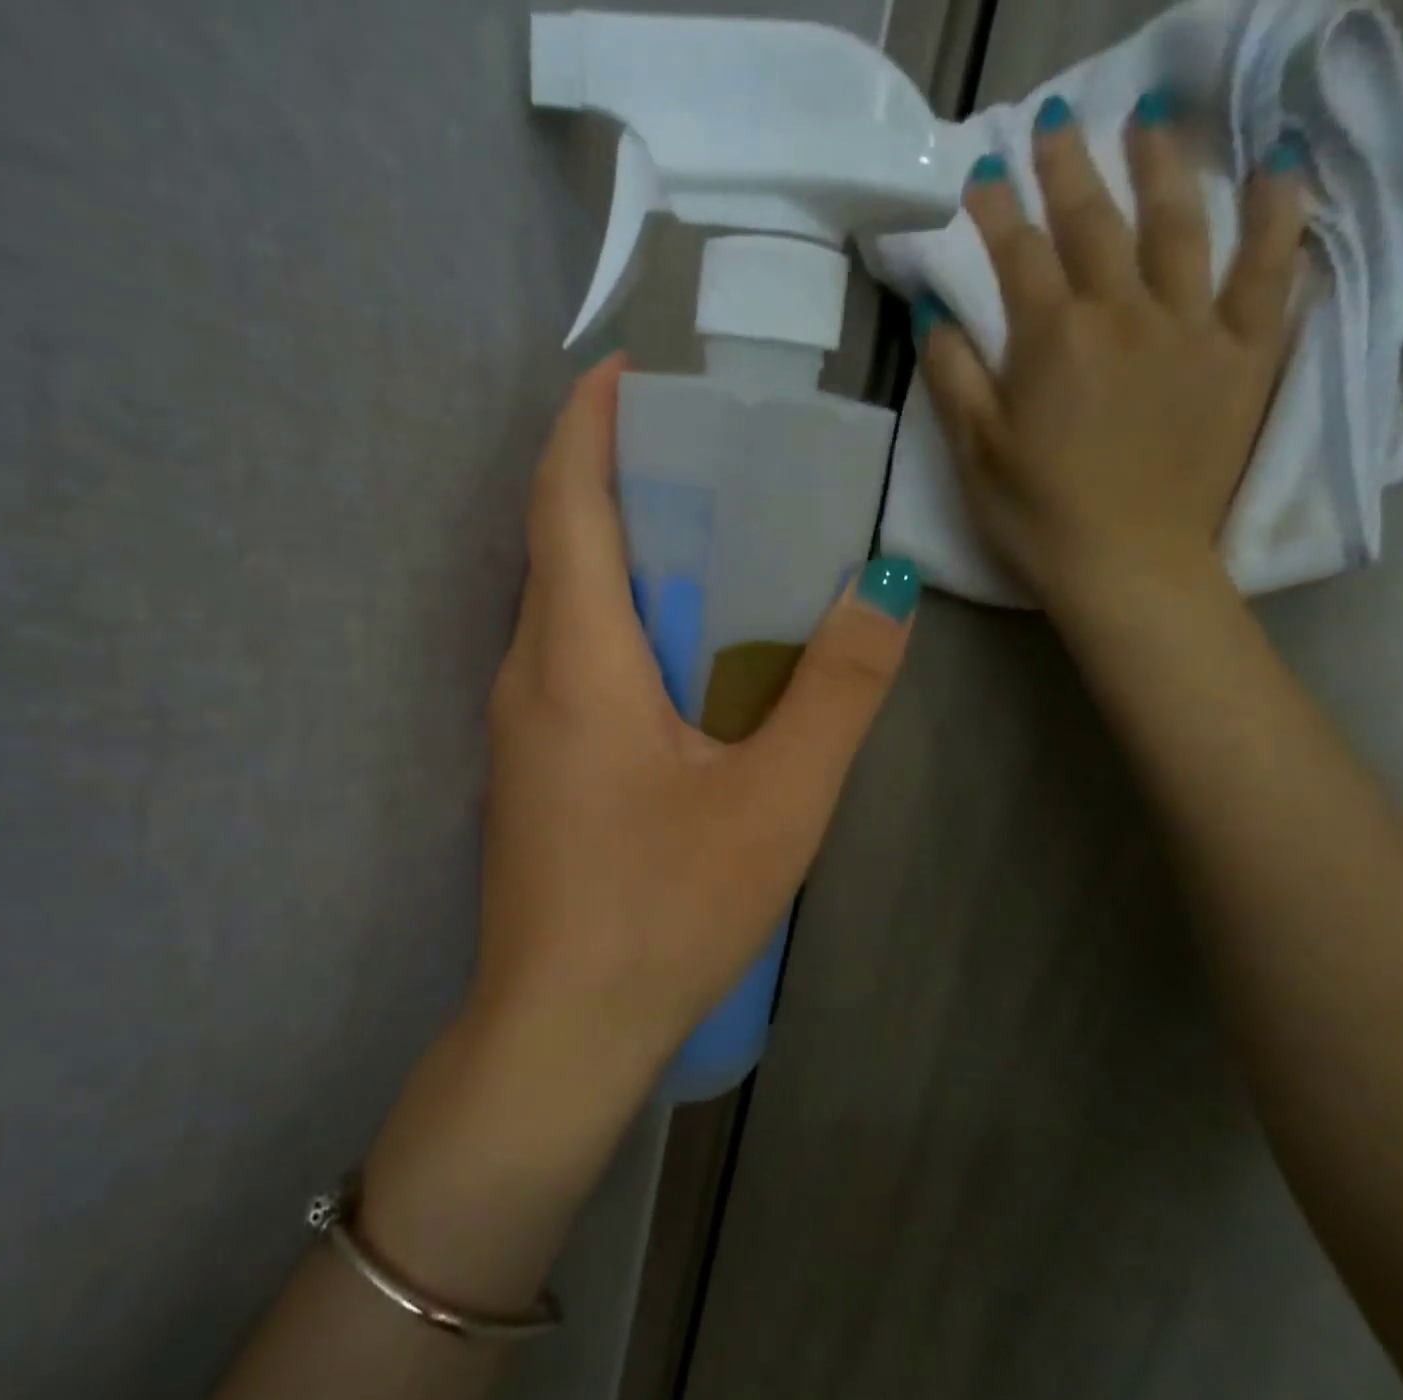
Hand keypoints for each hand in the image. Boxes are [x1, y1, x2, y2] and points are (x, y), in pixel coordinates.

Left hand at [464, 355, 917, 1113]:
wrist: (562, 1026)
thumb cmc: (666, 910)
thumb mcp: (778, 800)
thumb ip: (837, 690)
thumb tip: (884, 588)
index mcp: (575, 656)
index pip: (565, 498)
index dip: (590, 421)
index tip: (634, 370)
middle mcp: (527, 672)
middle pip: (560, 541)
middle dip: (619, 479)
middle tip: (705, 456)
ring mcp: (518, 723)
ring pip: (562, 603)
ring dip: (620, 554)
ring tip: (705, 541)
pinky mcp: (528, 766)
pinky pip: (566, 658)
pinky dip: (615, 620)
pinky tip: (676, 653)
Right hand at [916, 94, 1308, 616]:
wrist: (1128, 567)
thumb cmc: (1037, 519)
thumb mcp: (974, 456)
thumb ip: (954, 378)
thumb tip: (936, 313)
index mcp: (1050, 340)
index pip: (1017, 254)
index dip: (996, 210)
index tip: (982, 172)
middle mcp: (1122, 313)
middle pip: (1094, 222)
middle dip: (1068, 168)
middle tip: (1056, 122)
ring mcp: (1191, 328)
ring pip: (1179, 224)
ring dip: (1160, 165)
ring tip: (1149, 120)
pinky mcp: (1244, 355)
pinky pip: (1270, 270)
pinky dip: (1277, 215)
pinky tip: (1277, 168)